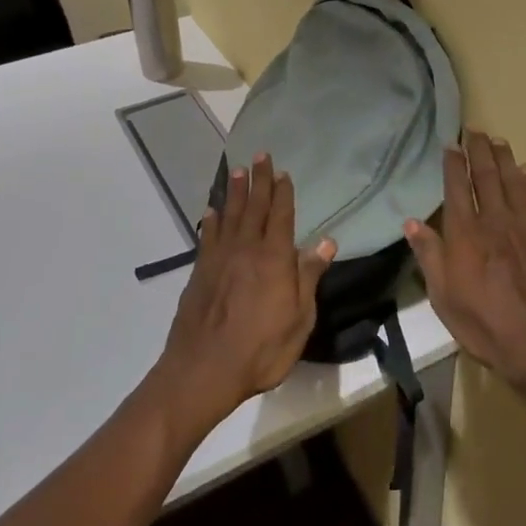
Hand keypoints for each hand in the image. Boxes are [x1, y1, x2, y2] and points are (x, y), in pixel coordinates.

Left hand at [155, 154, 336, 429]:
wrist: (204, 370)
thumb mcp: (299, 319)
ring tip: (236, 171)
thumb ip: (309, 277)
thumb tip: (326, 241)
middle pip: (254, 207)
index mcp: (274, 258)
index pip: (281, 216)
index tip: (283, 172)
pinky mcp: (199, 272)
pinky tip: (211, 211)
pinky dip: (211, 220)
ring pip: (229, 215)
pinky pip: (207, 236)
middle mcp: (246, 249)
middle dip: (259, 180)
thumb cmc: (261, 349)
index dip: (283, 193)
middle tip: (260, 155)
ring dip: (234, 192)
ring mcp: (219, 259)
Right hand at [406, 130, 525, 405]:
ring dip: (503, 158)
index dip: (453, 163)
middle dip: (478, 150)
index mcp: (465, 234)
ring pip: (512, 181)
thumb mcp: (445, 298)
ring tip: (497, 140)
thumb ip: (430, 256)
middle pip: (485, 176)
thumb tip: (412, 221)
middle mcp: (495, 220)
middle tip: (474, 129)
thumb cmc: (487, 326)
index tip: (451, 144)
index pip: (457, 188)